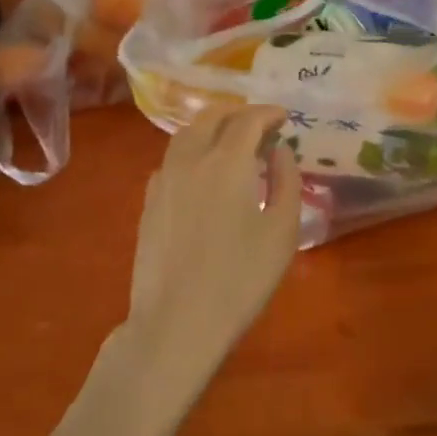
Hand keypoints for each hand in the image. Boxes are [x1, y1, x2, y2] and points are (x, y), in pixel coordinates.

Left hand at [122, 104, 301, 398]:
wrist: (177, 323)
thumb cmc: (240, 279)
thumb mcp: (282, 231)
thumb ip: (287, 182)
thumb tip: (279, 152)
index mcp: (227, 162)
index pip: (248, 119)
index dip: (268, 112)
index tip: (284, 117)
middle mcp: (191, 160)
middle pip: (211, 117)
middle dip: (238, 112)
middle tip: (259, 123)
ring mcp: (164, 180)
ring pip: (186, 135)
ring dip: (211, 127)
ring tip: (230, 141)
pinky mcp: (149, 202)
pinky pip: (172, 160)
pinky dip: (192, 151)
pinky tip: (202, 173)